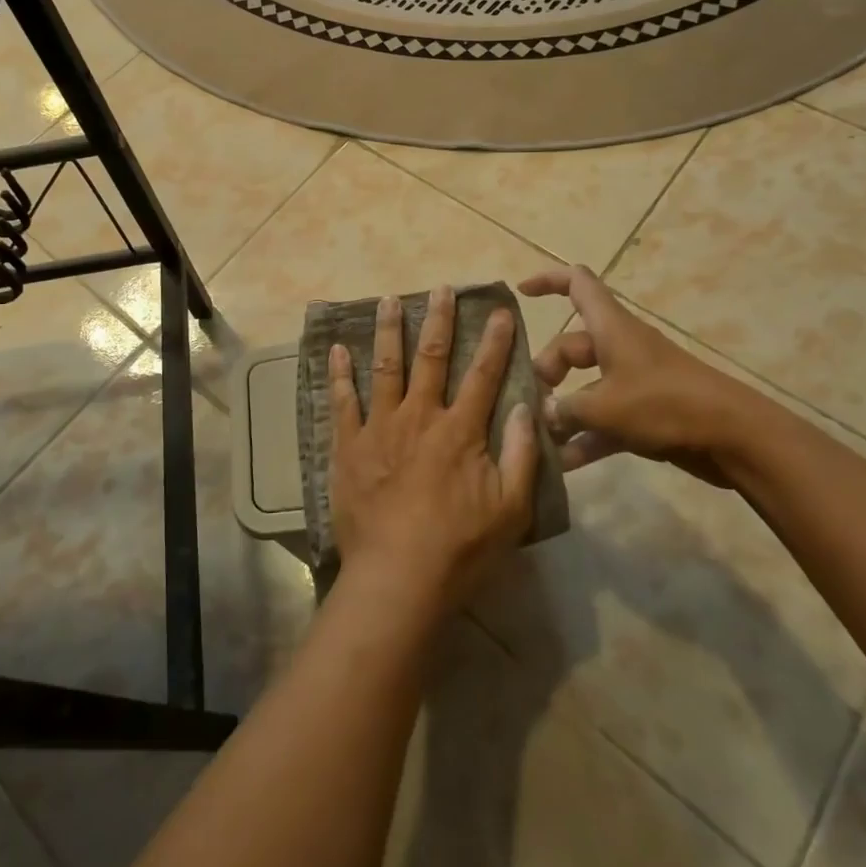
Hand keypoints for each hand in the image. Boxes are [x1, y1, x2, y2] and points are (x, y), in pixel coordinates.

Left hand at [329, 286, 539, 615]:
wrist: (397, 578)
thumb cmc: (460, 548)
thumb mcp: (512, 509)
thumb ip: (523, 454)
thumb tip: (528, 406)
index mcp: (460, 430)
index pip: (483, 374)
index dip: (494, 341)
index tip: (498, 311)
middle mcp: (420, 416)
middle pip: (431, 357)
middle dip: (438, 319)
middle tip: (440, 288)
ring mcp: (380, 427)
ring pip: (385, 366)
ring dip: (388, 330)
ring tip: (388, 299)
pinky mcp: (349, 445)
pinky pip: (342, 401)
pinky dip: (340, 373)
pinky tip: (337, 348)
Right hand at [517, 265, 787, 485]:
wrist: (735, 438)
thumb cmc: (665, 405)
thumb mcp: (605, 407)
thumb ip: (566, 409)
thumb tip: (543, 412)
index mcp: (611, 328)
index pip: (577, 284)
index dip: (548, 280)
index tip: (521, 293)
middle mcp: (620, 347)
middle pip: (572, 346)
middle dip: (548, 370)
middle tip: (531, 400)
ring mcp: (634, 381)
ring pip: (587, 386)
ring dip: (564, 410)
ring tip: (538, 437)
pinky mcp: (646, 412)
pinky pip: (605, 419)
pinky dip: (587, 437)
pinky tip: (565, 464)